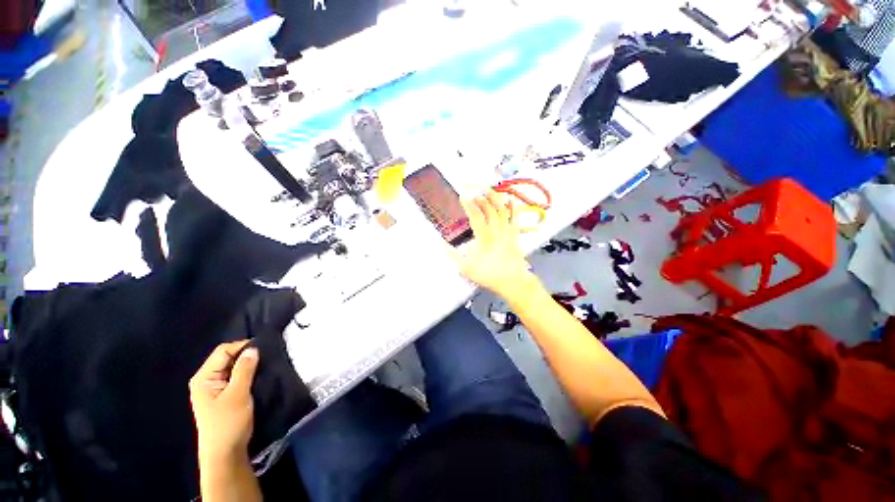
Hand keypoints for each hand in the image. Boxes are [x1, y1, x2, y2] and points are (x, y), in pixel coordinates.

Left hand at [190, 341, 258, 464]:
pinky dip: (247, 374)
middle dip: (246, 355)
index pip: (223, 351)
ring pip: (233, 367)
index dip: (242, 346)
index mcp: (203, 378)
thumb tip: (253, 348)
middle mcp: (206, 380)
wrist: (225, 454)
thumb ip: (244, 369)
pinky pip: (236, 377)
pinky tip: (258, 376)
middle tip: (266, 357)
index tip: (264, 348)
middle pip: (227, 358)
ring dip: (248, 365)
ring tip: (265, 365)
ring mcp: (214, 388)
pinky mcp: (223, 395)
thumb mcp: (238, 394)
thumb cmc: (228, 423)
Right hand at [455, 191, 535, 298]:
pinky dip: (513, 208)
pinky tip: (511, 200)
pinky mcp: (515, 235)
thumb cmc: (489, 275)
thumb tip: (441, 245)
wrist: (512, 281)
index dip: (469, 204)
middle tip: (474, 192)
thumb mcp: (466, 268)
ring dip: (495, 199)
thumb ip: (453, 256)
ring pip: (502, 211)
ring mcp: (507, 232)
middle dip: (481, 198)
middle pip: (489, 210)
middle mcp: (496, 231)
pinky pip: (515, 218)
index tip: (463, 196)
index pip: (475, 216)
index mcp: (484, 238)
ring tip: (489, 190)